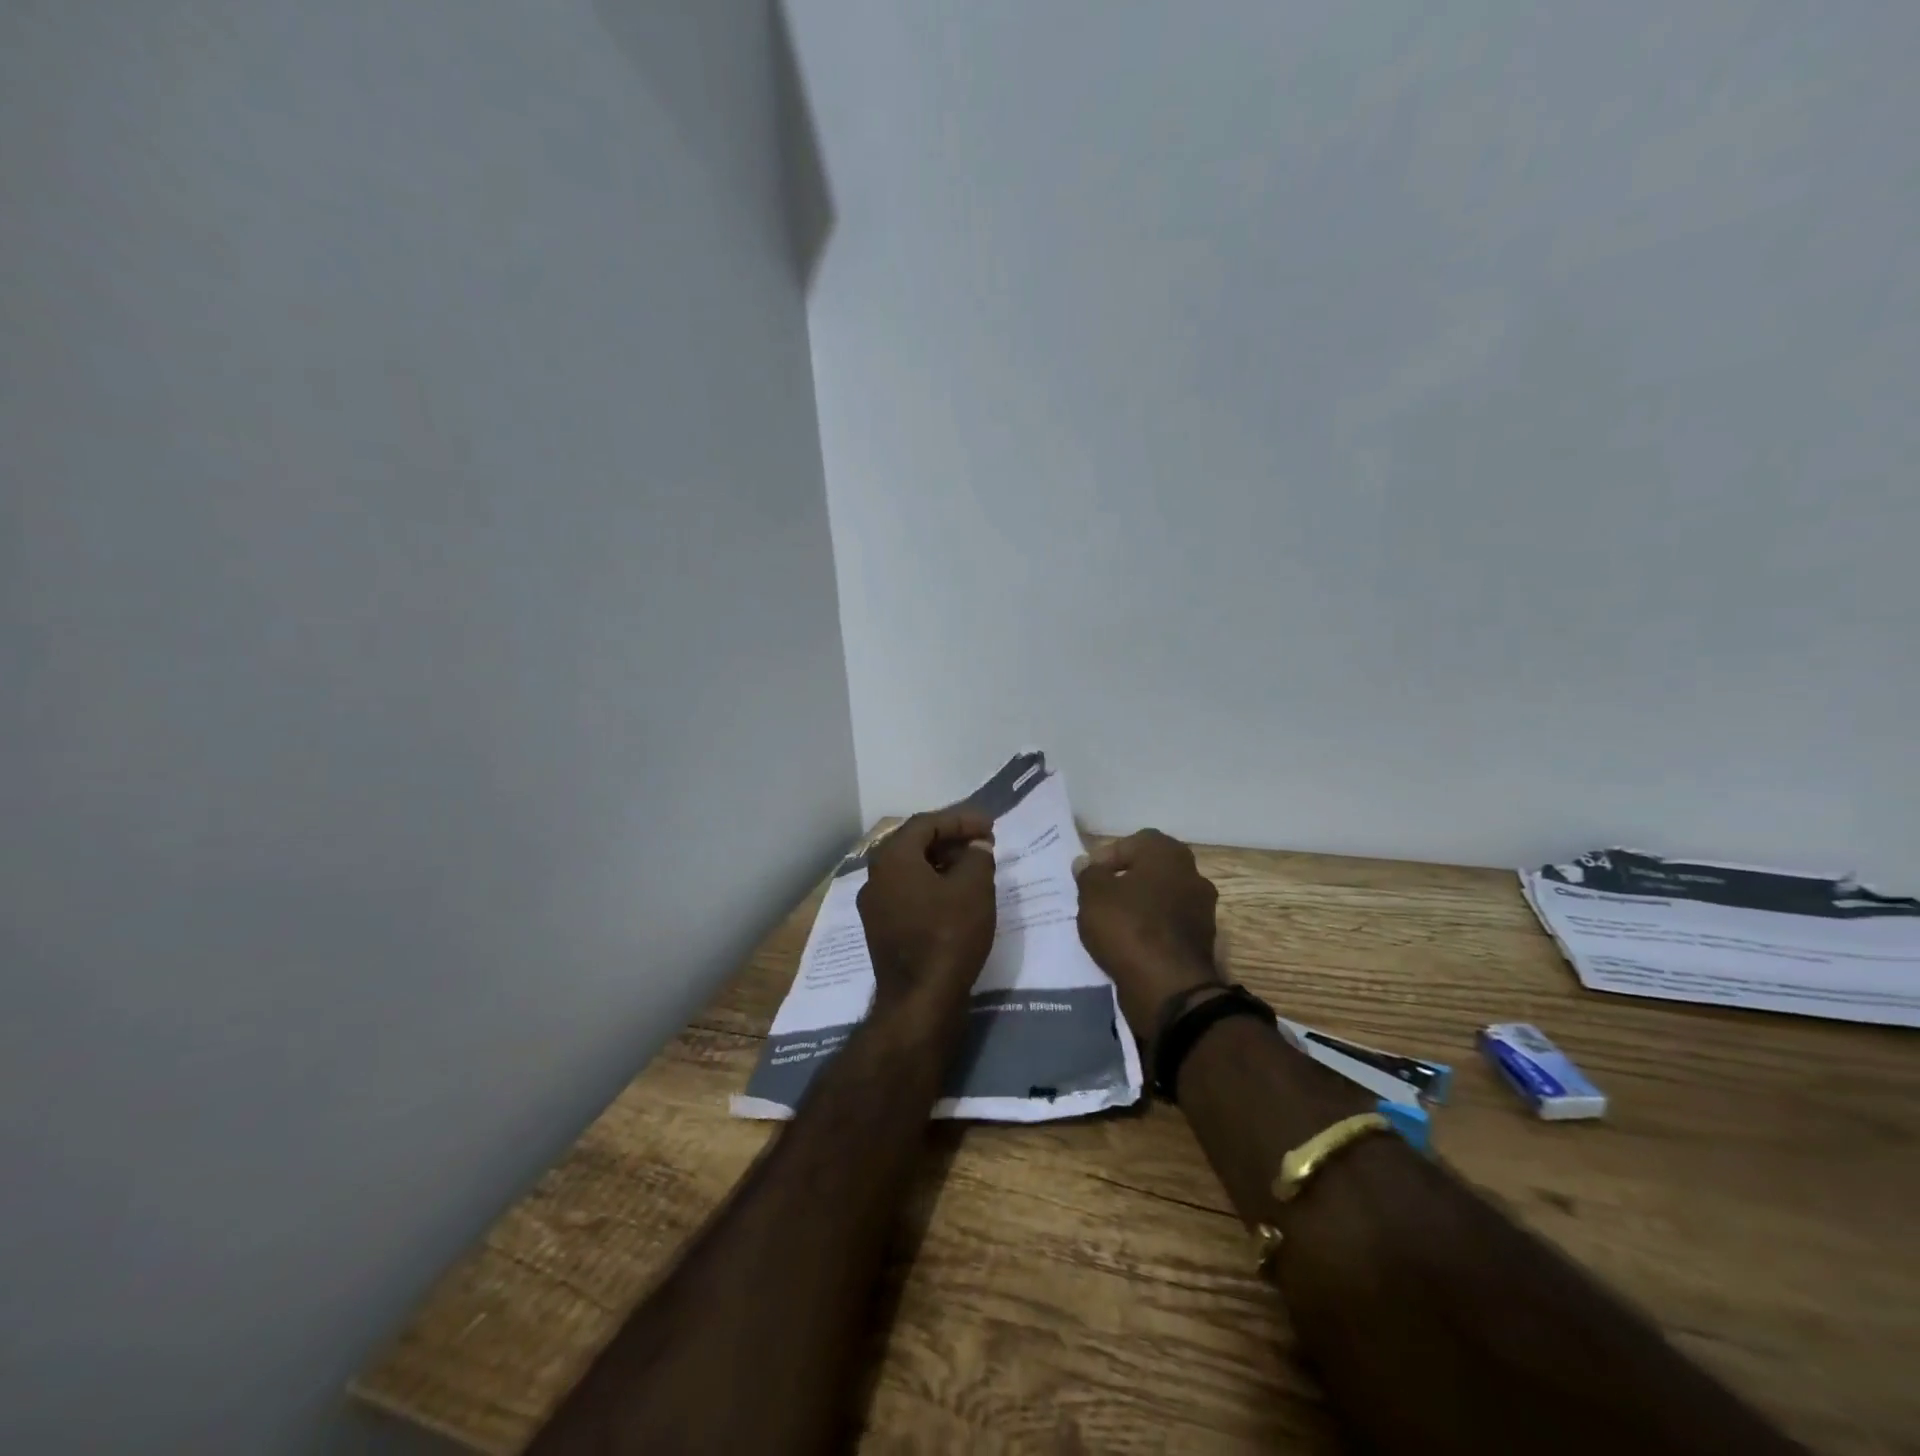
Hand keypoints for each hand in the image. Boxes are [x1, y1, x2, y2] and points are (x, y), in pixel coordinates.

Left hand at [857, 808, 997, 1020]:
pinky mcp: (881, 930)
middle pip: (914, 844)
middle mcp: (875, 877)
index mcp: (892, 858)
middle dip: (950, 839)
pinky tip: (956, 896)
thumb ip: (977, 857)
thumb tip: (976, 847)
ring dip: (942, 863)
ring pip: (910, 870)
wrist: (920, 1001)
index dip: (960, 820)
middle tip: (982, 843)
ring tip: (974, 868)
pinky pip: (908, 894)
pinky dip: (932, 886)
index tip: (989, 826)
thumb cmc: (948, 935)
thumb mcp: (974, 888)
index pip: (926, 824)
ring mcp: (874, 906)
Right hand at [1074, 829, 1221, 1039]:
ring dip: (1137, 908)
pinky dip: (1149, 931)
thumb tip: (1086, 864)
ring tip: (1109, 925)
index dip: (1107, 857)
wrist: (1169, 989)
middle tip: (1097, 899)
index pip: (1133, 842)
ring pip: (1159, 899)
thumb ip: (1088, 874)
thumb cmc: (1129, 928)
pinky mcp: (1201, 942)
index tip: (1088, 878)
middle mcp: (1192, 875)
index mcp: (1169, 855)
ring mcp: (1201, 910)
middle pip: (1149, 870)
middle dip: (1123, 882)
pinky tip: (1128, 946)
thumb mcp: (1093, 895)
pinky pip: (1167, 927)